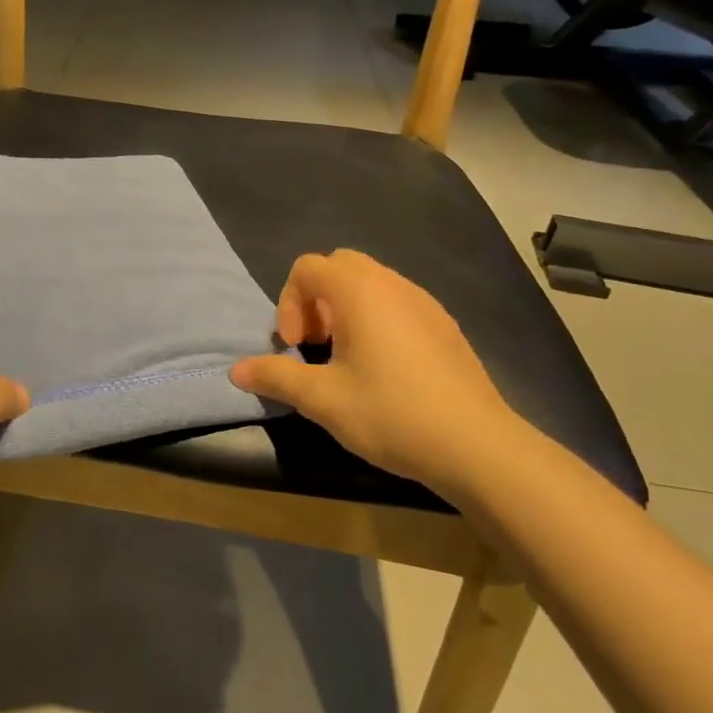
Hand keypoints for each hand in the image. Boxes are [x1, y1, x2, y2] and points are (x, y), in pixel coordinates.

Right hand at [230, 250, 522, 497]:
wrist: (476, 446)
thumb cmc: (392, 414)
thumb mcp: (323, 400)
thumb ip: (275, 377)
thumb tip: (235, 370)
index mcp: (360, 292)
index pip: (307, 267)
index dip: (289, 303)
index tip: (294, 347)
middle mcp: (392, 284)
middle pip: (338, 266)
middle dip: (315, 300)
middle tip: (315, 346)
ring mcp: (424, 302)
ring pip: (370, 283)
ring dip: (344, 310)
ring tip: (345, 360)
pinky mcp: (444, 325)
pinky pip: (396, 302)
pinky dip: (375, 320)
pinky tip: (382, 370)